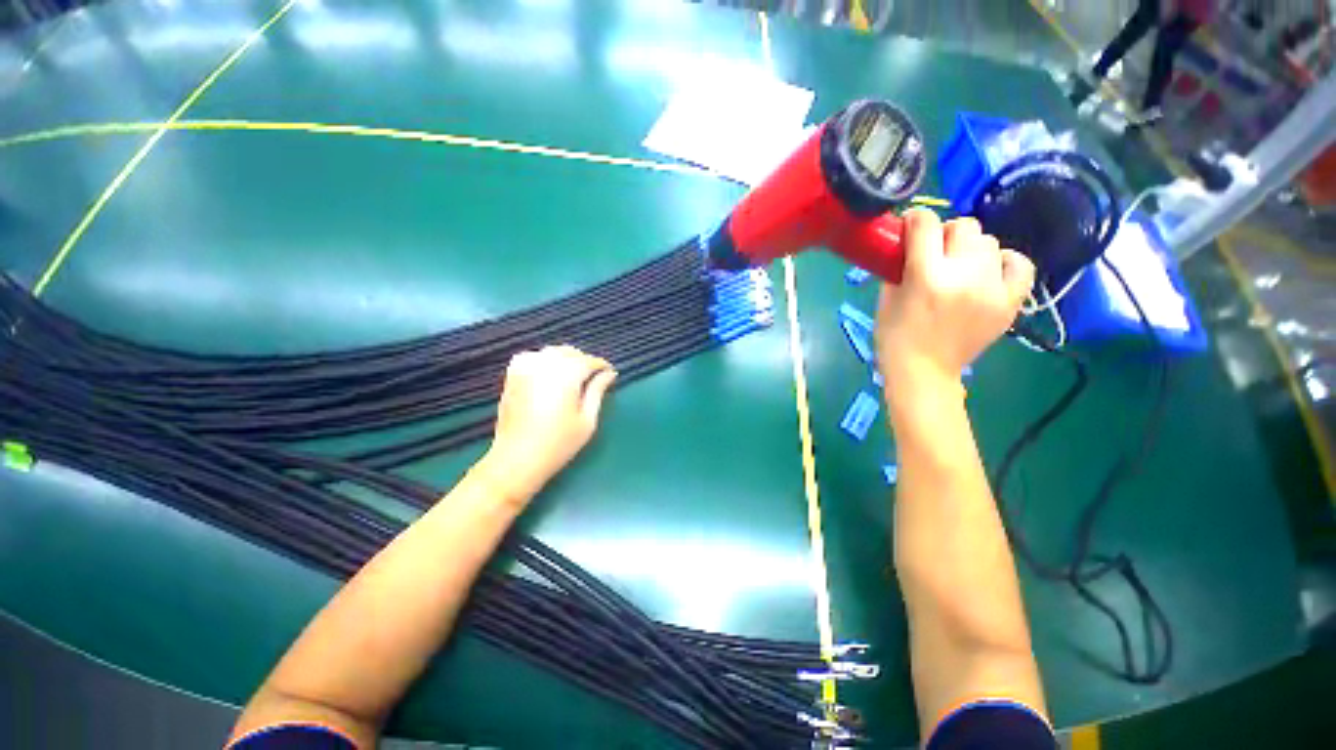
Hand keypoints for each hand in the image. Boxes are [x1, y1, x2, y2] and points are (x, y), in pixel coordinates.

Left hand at [480, 345, 617, 504]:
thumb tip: (609, 374)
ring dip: (566, 358)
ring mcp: (525, 368)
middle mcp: (545, 365)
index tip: (610, 374)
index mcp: (566, 375)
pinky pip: (533, 356)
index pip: (589, 361)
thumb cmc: (558, 443)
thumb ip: (598, 391)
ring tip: (574, 375)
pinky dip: (545, 359)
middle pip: (570, 352)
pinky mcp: (512, 375)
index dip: (602, 366)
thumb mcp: (587, 420)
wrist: (516, 459)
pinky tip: (550, 373)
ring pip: (552, 351)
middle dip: (585, 361)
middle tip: (594, 377)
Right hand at [875, 209, 1033, 412]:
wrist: (924, 373)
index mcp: (926, 277)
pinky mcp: (1010, 302)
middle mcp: (964, 277)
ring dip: (970, 248)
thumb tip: (907, 245)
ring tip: (959, 266)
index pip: (926, 225)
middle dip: (945, 233)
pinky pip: (1020, 264)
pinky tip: (989, 270)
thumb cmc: (895, 338)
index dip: (915, 219)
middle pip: (965, 226)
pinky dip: (1004, 261)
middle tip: (935, 250)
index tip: (910, 225)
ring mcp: (992, 289)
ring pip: (990, 242)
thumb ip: (898, 268)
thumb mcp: (886, 300)